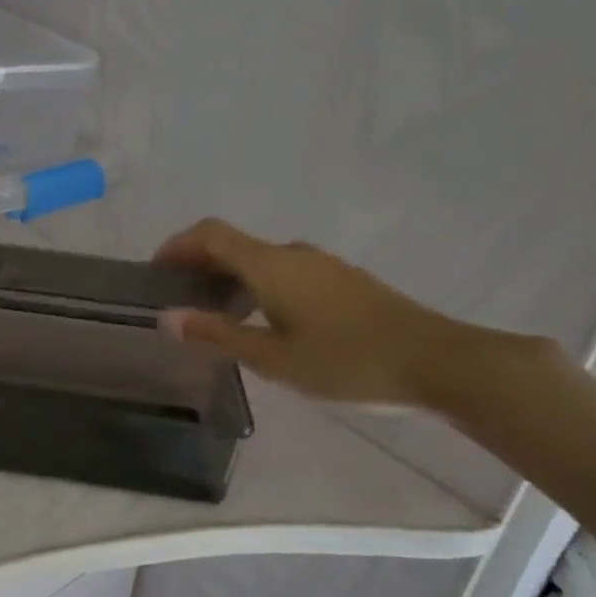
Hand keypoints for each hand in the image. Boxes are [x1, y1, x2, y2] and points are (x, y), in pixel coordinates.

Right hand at [154, 218, 472, 407]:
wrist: (439, 363)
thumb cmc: (347, 361)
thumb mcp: (273, 357)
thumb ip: (217, 334)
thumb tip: (166, 317)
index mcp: (269, 264)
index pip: (210, 234)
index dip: (177, 245)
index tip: (155, 271)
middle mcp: (292, 253)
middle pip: (233, 243)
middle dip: (200, 263)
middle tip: (180, 298)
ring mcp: (322, 264)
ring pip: (260, 258)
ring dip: (230, 275)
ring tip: (217, 314)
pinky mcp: (342, 280)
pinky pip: (284, 269)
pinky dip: (258, 283)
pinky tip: (265, 320)